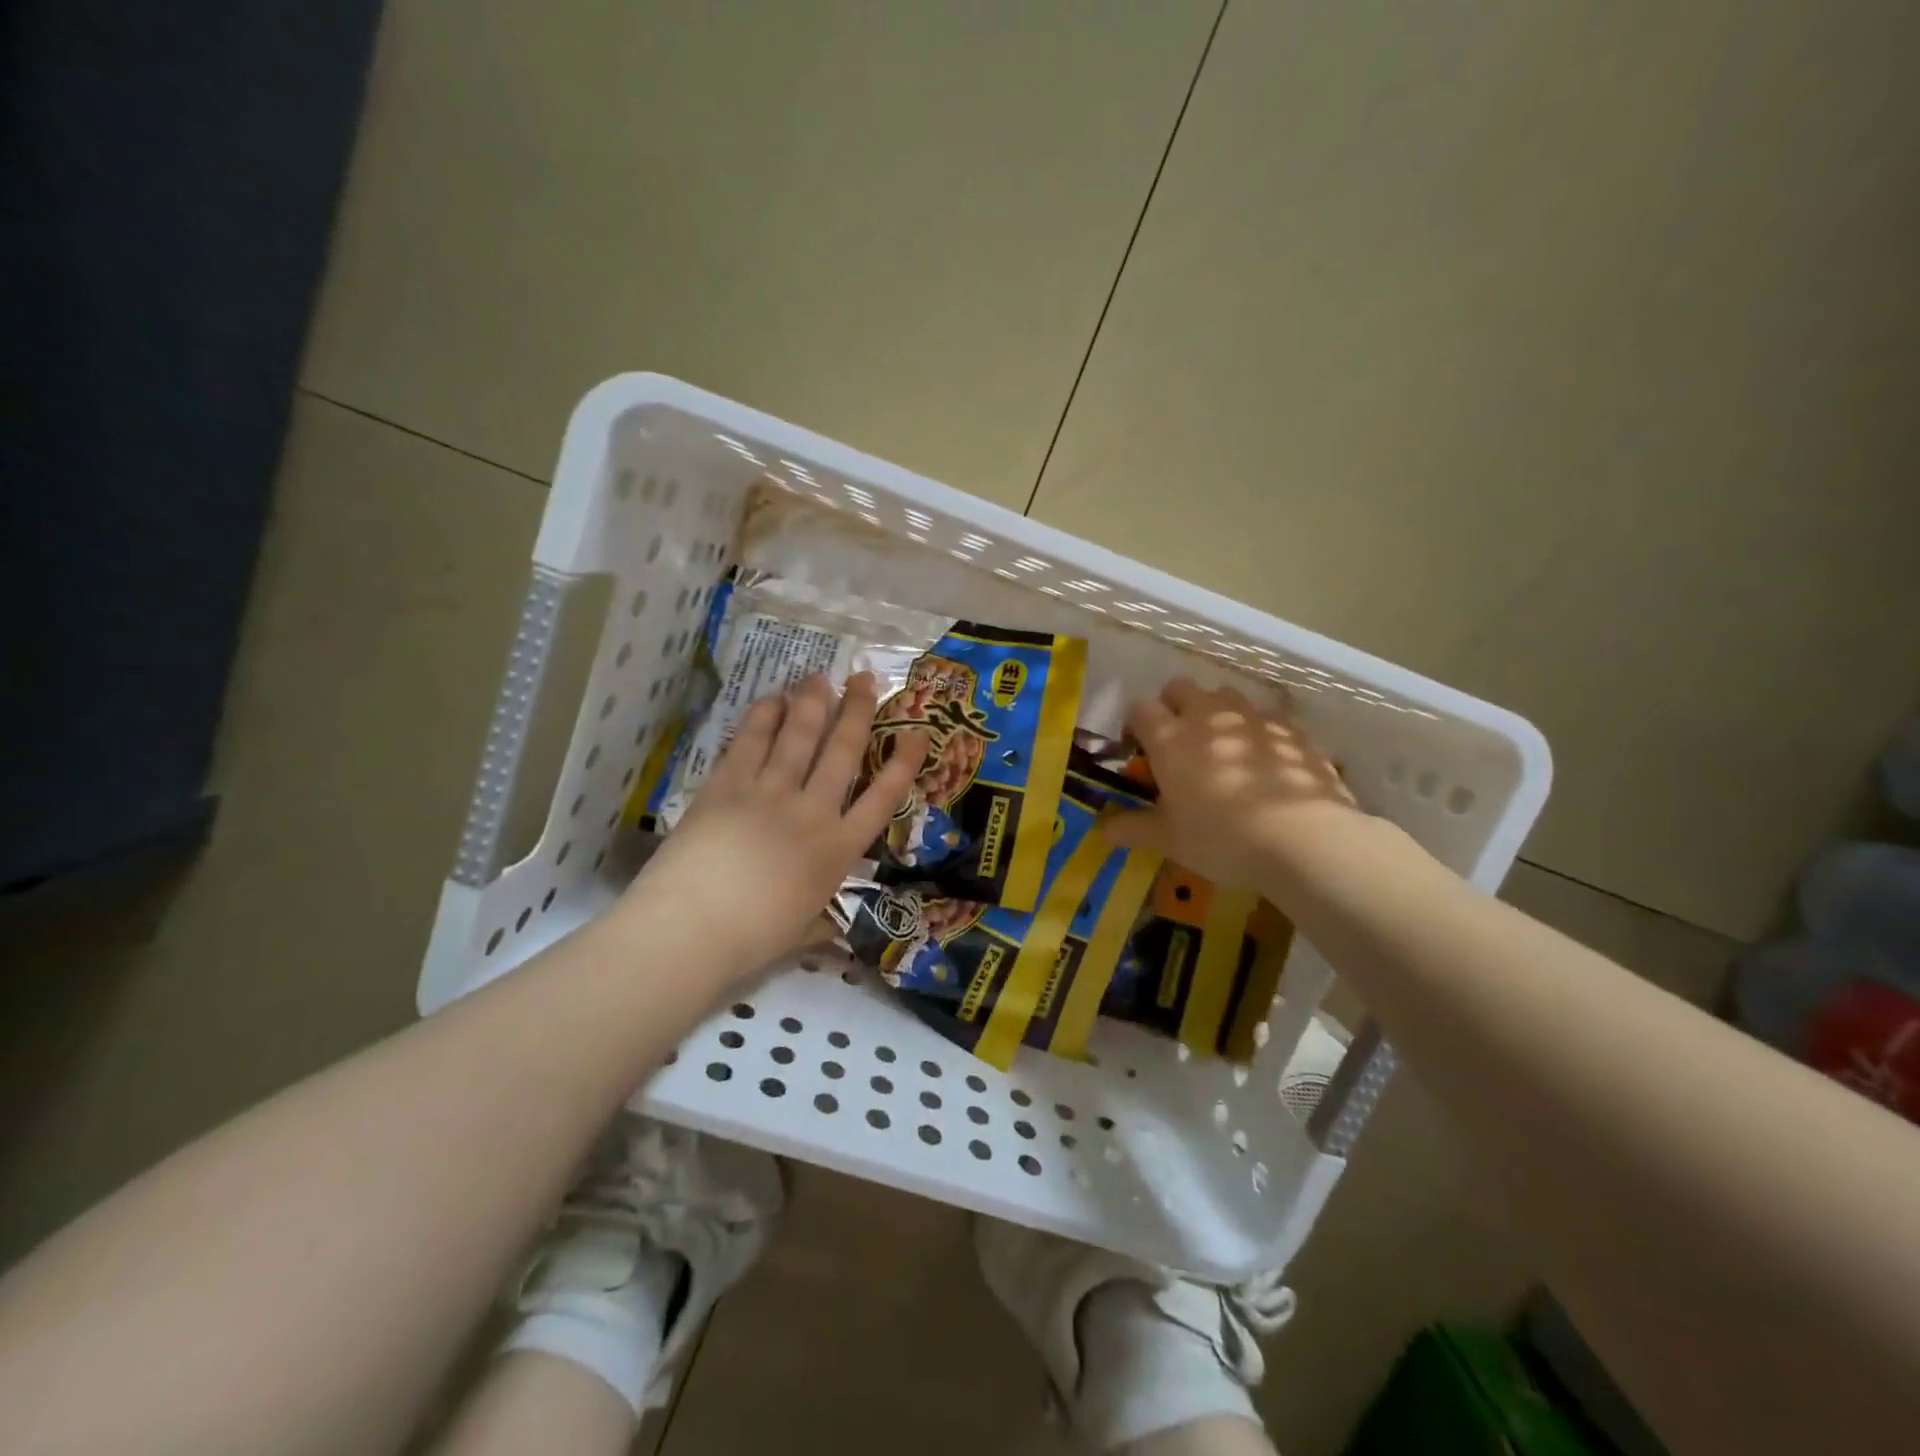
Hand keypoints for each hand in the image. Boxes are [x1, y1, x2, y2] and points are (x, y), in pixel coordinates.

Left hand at [633, 672, 927, 975]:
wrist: (693, 927)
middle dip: (857, 710)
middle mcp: (812, 812)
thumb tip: (827, 933)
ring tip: (820, 676)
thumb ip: (818, 924)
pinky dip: (762, 717)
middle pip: (842, 751)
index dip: (903, 763)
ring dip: (812, 703)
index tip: (916, 733)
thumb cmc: (753, 939)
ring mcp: (770, 793)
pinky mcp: (728, 785)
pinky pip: (750, 742)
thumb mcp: (801, 934)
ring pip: (799, 736)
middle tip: (864, 679)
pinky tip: (771, 698)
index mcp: (838, 851)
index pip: (882, 798)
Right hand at [1104, 678, 1358, 888]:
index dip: (1136, 725)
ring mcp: (1253, 718)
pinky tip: (1267, 760)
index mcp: (1170, 739)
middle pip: (1181, 688)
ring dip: (1218, 712)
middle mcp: (1208, 717)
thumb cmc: (1221, 837)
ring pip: (1226, 695)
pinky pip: (1267, 716)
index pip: (1140, 710)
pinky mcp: (1292, 729)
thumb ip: (1134, 829)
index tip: (1139, 748)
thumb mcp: (1170, 840)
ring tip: (1224, 746)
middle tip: (1179, 742)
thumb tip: (1103, 830)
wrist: (1303, 837)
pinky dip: (1259, 730)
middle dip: (1174, 706)